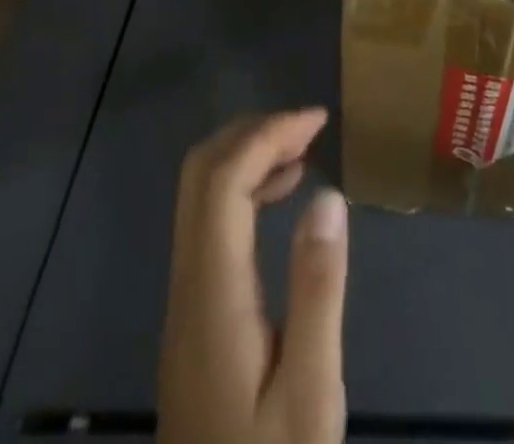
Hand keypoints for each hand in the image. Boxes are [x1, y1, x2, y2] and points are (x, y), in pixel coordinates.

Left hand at [157, 110, 347, 443]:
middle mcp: (188, 287)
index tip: (317, 121)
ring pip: (199, 197)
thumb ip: (317, 290)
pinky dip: (244, 190)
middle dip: (252, 133)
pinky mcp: (194, 316)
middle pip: (199, 176)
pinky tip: (283, 199)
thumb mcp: (311, 392)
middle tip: (308, 128)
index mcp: (213, 296)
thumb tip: (328, 195)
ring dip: (247, 157)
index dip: (266, 135)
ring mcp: (185, 302)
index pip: (222, 182)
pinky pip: (209, 224)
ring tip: (304, 151)